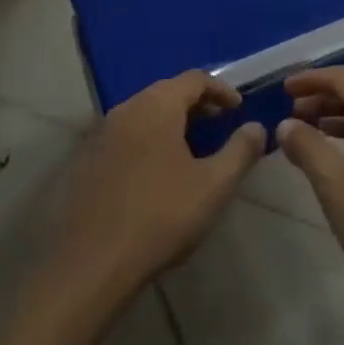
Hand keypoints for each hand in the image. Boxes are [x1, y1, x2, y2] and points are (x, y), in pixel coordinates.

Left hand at [44, 72, 264, 309]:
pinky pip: (125, 136)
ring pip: (144, 114)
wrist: (89, 266)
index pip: (195, 79)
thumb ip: (240, 151)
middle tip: (218, 126)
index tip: (238, 110)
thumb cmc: (160, 217)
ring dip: (171, 123)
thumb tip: (257, 127)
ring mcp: (101, 134)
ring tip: (191, 150)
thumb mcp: (213, 186)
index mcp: (157, 104)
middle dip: (196, 105)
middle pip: (167, 92)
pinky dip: (147, 141)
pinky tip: (156, 174)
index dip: (221, 90)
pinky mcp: (86, 161)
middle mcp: (127, 108)